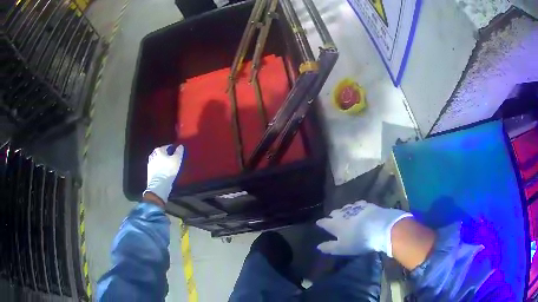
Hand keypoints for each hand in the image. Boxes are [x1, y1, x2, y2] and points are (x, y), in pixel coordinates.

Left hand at [144, 144, 183, 202]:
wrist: (159, 184)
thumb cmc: (168, 170)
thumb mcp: (177, 159)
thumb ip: (179, 151)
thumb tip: (180, 146)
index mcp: (159, 150)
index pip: (168, 146)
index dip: (173, 149)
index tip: (177, 153)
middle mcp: (153, 155)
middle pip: (162, 153)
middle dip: (167, 155)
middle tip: (173, 159)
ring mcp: (150, 163)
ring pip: (158, 160)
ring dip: (163, 161)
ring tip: (169, 166)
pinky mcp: (149, 171)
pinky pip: (156, 167)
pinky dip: (160, 168)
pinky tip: (164, 171)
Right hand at [316, 200, 411, 256]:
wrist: (380, 227)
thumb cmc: (359, 241)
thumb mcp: (342, 248)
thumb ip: (329, 247)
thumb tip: (318, 246)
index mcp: (335, 224)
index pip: (325, 222)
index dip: (321, 223)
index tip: (319, 223)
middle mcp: (343, 214)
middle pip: (335, 213)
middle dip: (333, 215)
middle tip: (332, 218)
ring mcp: (356, 208)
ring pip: (347, 207)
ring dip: (344, 210)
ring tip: (345, 213)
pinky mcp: (368, 205)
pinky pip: (359, 205)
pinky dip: (357, 207)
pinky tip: (359, 208)